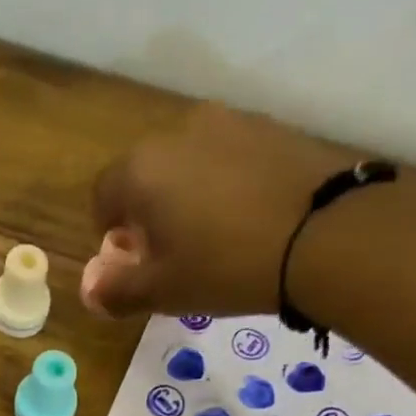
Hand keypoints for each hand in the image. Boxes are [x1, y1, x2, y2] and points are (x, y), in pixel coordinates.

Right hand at [83, 104, 359, 319]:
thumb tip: (90, 290)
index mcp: (140, 170)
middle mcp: (176, 132)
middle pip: (144, 175)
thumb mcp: (164, 292)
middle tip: (172, 255)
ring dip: (187, 197)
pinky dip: (225, 185)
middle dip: (148, 213)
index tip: (134, 264)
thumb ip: (117, 291)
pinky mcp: (269, 127)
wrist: (325, 234)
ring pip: (187, 164)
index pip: (102, 197)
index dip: (110, 235)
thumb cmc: (225, 266)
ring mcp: (227, 123)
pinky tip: (247, 220)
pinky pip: (228, 158)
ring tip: (214, 239)